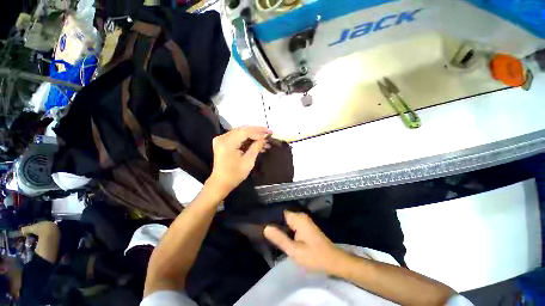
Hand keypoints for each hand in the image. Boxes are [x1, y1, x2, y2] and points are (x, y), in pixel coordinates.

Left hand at [208, 126, 271, 194]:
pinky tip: (256, 143)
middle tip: (268, 133)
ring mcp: (222, 139)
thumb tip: (264, 138)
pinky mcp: (223, 142)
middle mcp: (222, 137)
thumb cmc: (235, 174)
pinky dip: (247, 139)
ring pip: (241, 132)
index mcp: (227, 143)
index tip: (269, 133)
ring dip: (253, 136)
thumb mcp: (248, 161)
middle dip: (257, 132)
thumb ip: (256, 147)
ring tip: (265, 141)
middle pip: (243, 130)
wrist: (221, 182)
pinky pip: (237, 137)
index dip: (259, 131)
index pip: (245, 131)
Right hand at [264, 211, 344, 273]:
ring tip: (269, 235)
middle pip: (283, 216)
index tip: (260, 225)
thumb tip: (265, 227)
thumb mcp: (295, 251)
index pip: (279, 213)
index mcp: (298, 218)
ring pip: (287, 221)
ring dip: (280, 227)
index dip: (270, 218)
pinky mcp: (305, 226)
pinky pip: (292, 224)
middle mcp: (301, 216)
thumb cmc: (315, 257)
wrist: (334, 261)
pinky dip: (286, 230)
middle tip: (263, 232)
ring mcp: (304, 220)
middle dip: (274, 224)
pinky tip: (280, 237)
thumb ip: (280, 239)